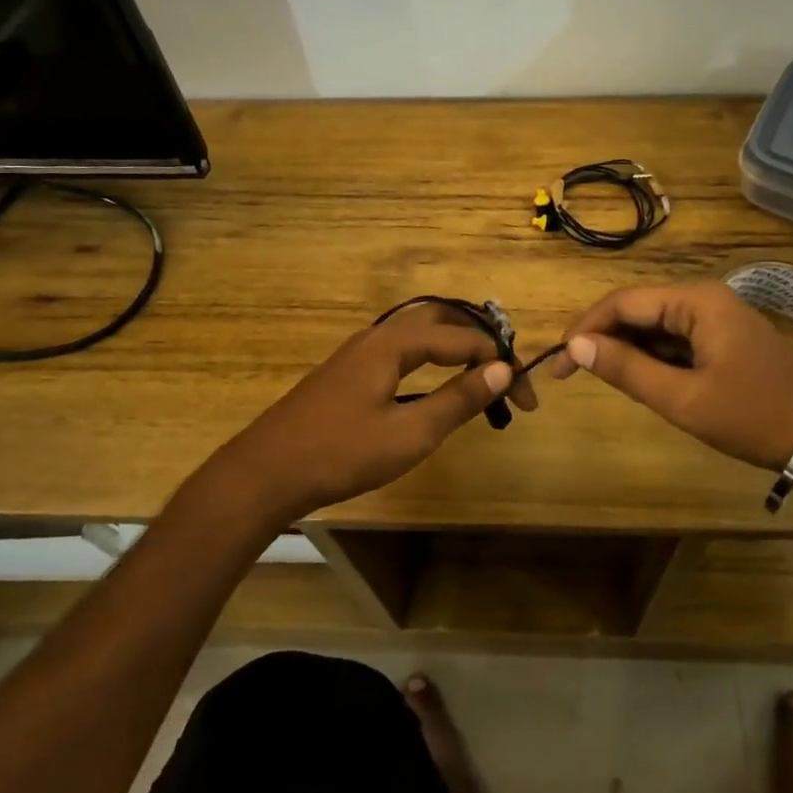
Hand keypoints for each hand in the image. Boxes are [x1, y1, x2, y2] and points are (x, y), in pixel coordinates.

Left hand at [213, 303, 537, 520]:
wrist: (265, 472)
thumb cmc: (341, 453)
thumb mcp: (409, 433)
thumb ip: (458, 399)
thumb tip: (502, 370)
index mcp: (392, 343)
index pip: (461, 338)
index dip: (499, 361)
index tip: (527, 396)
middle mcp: (376, 337)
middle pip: (439, 319)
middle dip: (478, 341)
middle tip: (505, 372)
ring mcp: (358, 354)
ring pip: (417, 333)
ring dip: (453, 348)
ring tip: (480, 375)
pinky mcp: (347, 373)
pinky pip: (400, 351)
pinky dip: (430, 359)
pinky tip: (434, 386)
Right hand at [548, 280, 792, 471]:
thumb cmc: (753, 416)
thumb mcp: (683, 398)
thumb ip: (626, 369)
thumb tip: (575, 346)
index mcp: (695, 302)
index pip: (623, 303)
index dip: (585, 328)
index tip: (558, 361)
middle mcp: (703, 298)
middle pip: (637, 310)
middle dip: (602, 339)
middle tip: (571, 374)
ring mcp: (715, 317)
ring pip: (654, 326)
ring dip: (625, 350)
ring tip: (600, 380)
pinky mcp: (721, 337)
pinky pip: (674, 339)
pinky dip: (651, 358)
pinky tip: (638, 380)